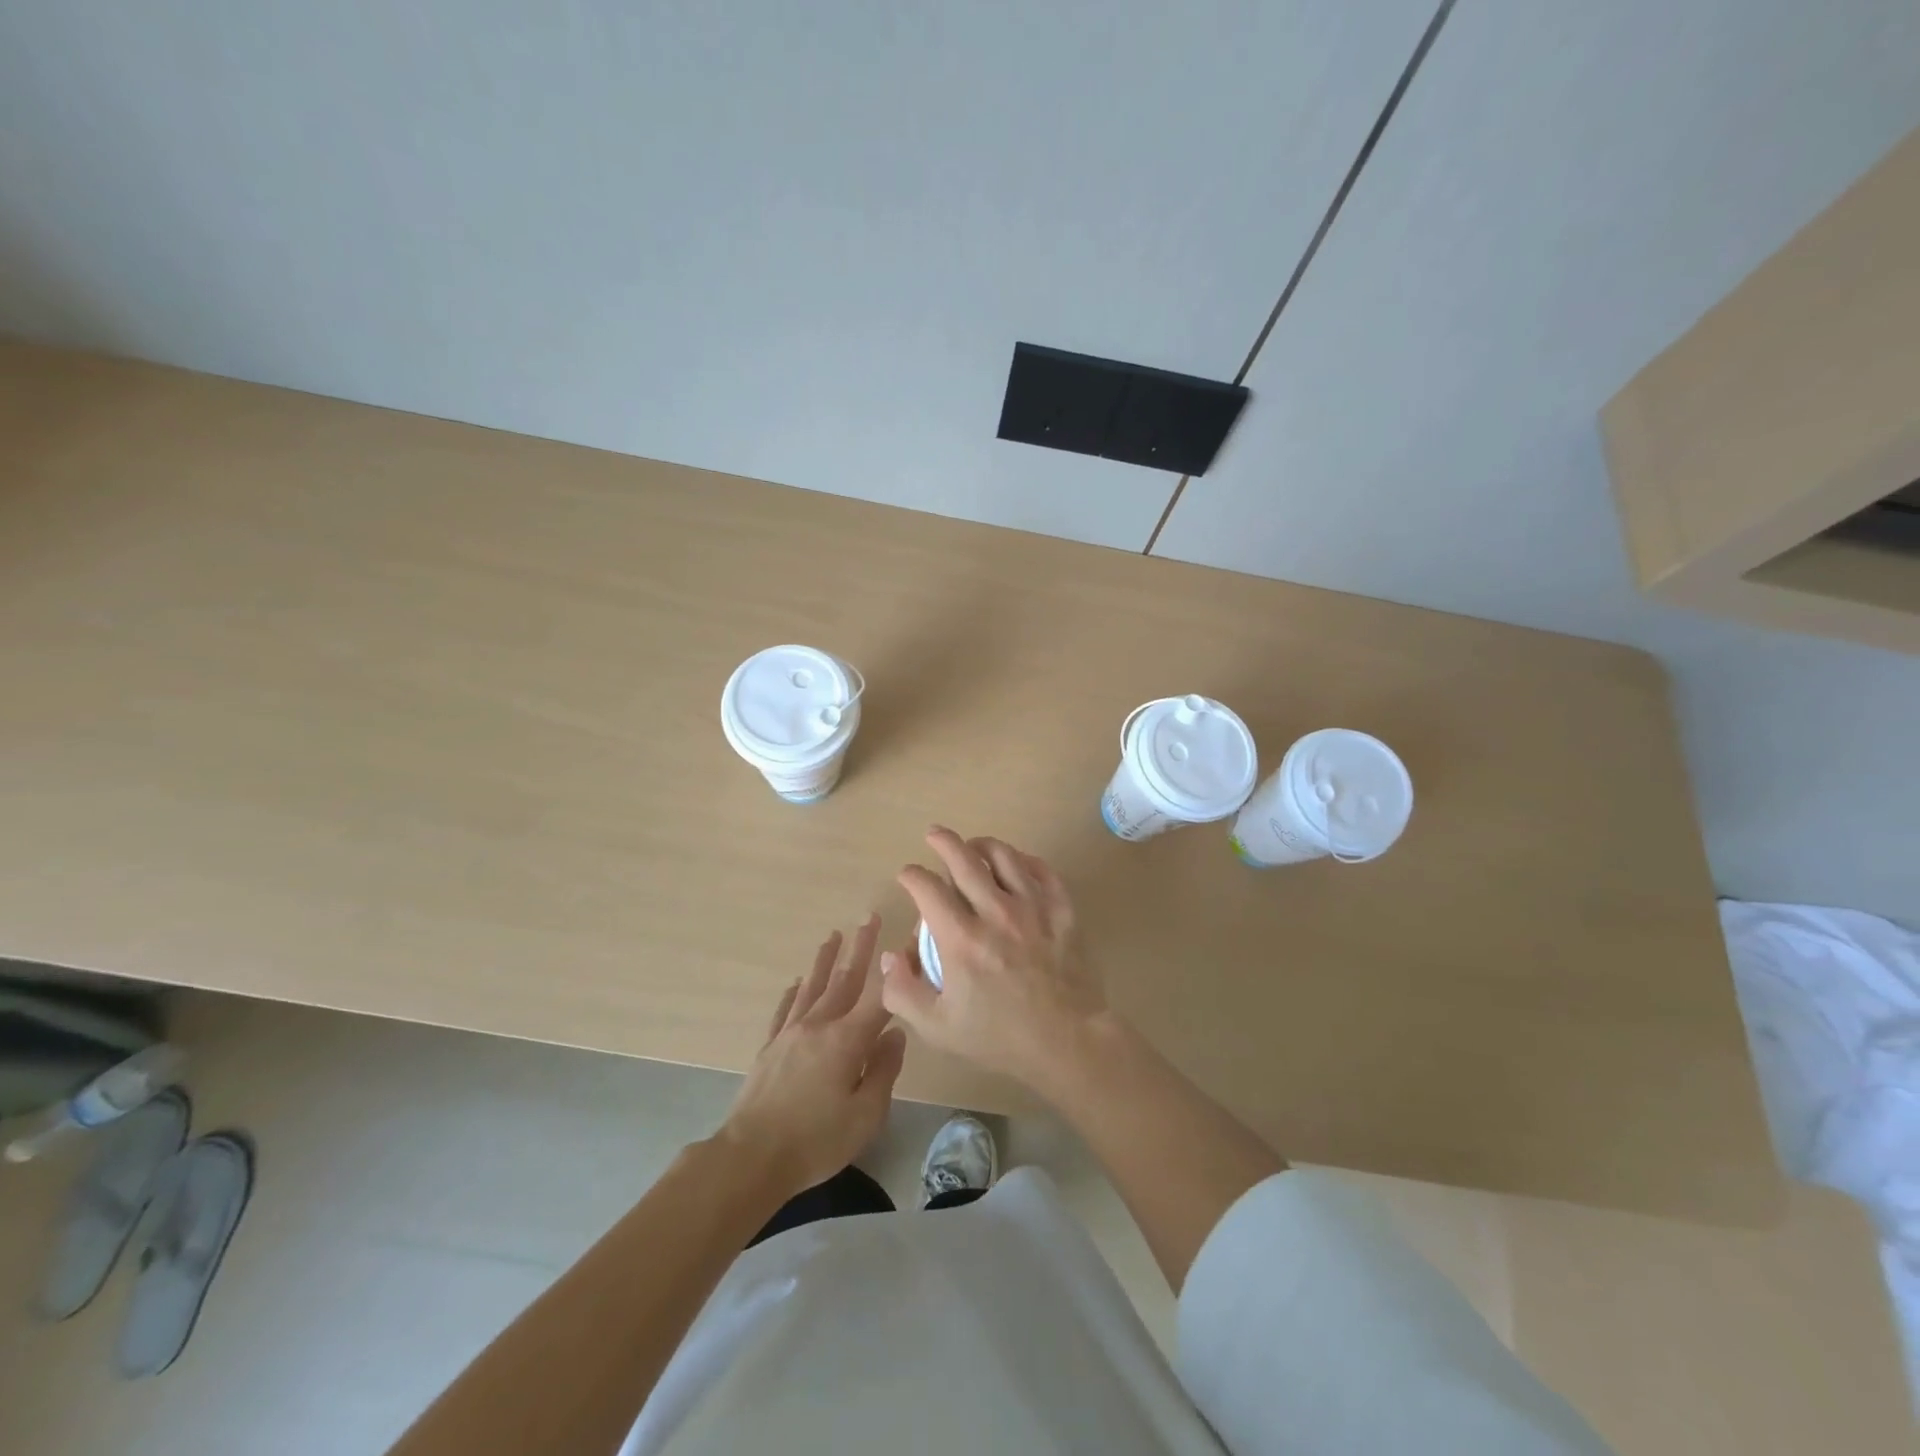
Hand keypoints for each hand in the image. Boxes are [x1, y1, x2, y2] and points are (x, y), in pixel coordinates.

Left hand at [718, 915, 906, 1199]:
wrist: (751, 1158)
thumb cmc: (815, 1141)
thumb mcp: (865, 1115)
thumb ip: (884, 1071)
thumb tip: (895, 1033)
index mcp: (846, 1040)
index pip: (879, 997)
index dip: (896, 971)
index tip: (908, 944)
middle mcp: (818, 1025)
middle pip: (844, 980)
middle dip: (859, 948)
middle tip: (869, 917)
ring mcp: (790, 1034)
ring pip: (812, 987)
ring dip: (825, 960)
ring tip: (833, 936)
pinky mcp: (769, 1048)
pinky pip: (784, 1010)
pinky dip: (793, 992)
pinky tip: (797, 982)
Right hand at [882, 826, 1107, 1093]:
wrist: (1069, 1041)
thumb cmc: (1000, 1037)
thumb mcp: (938, 1027)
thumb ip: (903, 991)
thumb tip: (890, 956)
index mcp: (962, 939)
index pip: (927, 888)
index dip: (912, 875)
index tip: (907, 875)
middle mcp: (996, 913)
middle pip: (964, 859)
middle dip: (943, 841)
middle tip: (934, 834)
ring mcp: (1033, 907)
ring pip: (1004, 856)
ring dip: (982, 845)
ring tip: (973, 846)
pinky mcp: (1062, 909)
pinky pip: (1041, 869)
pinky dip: (1023, 860)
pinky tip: (1015, 864)